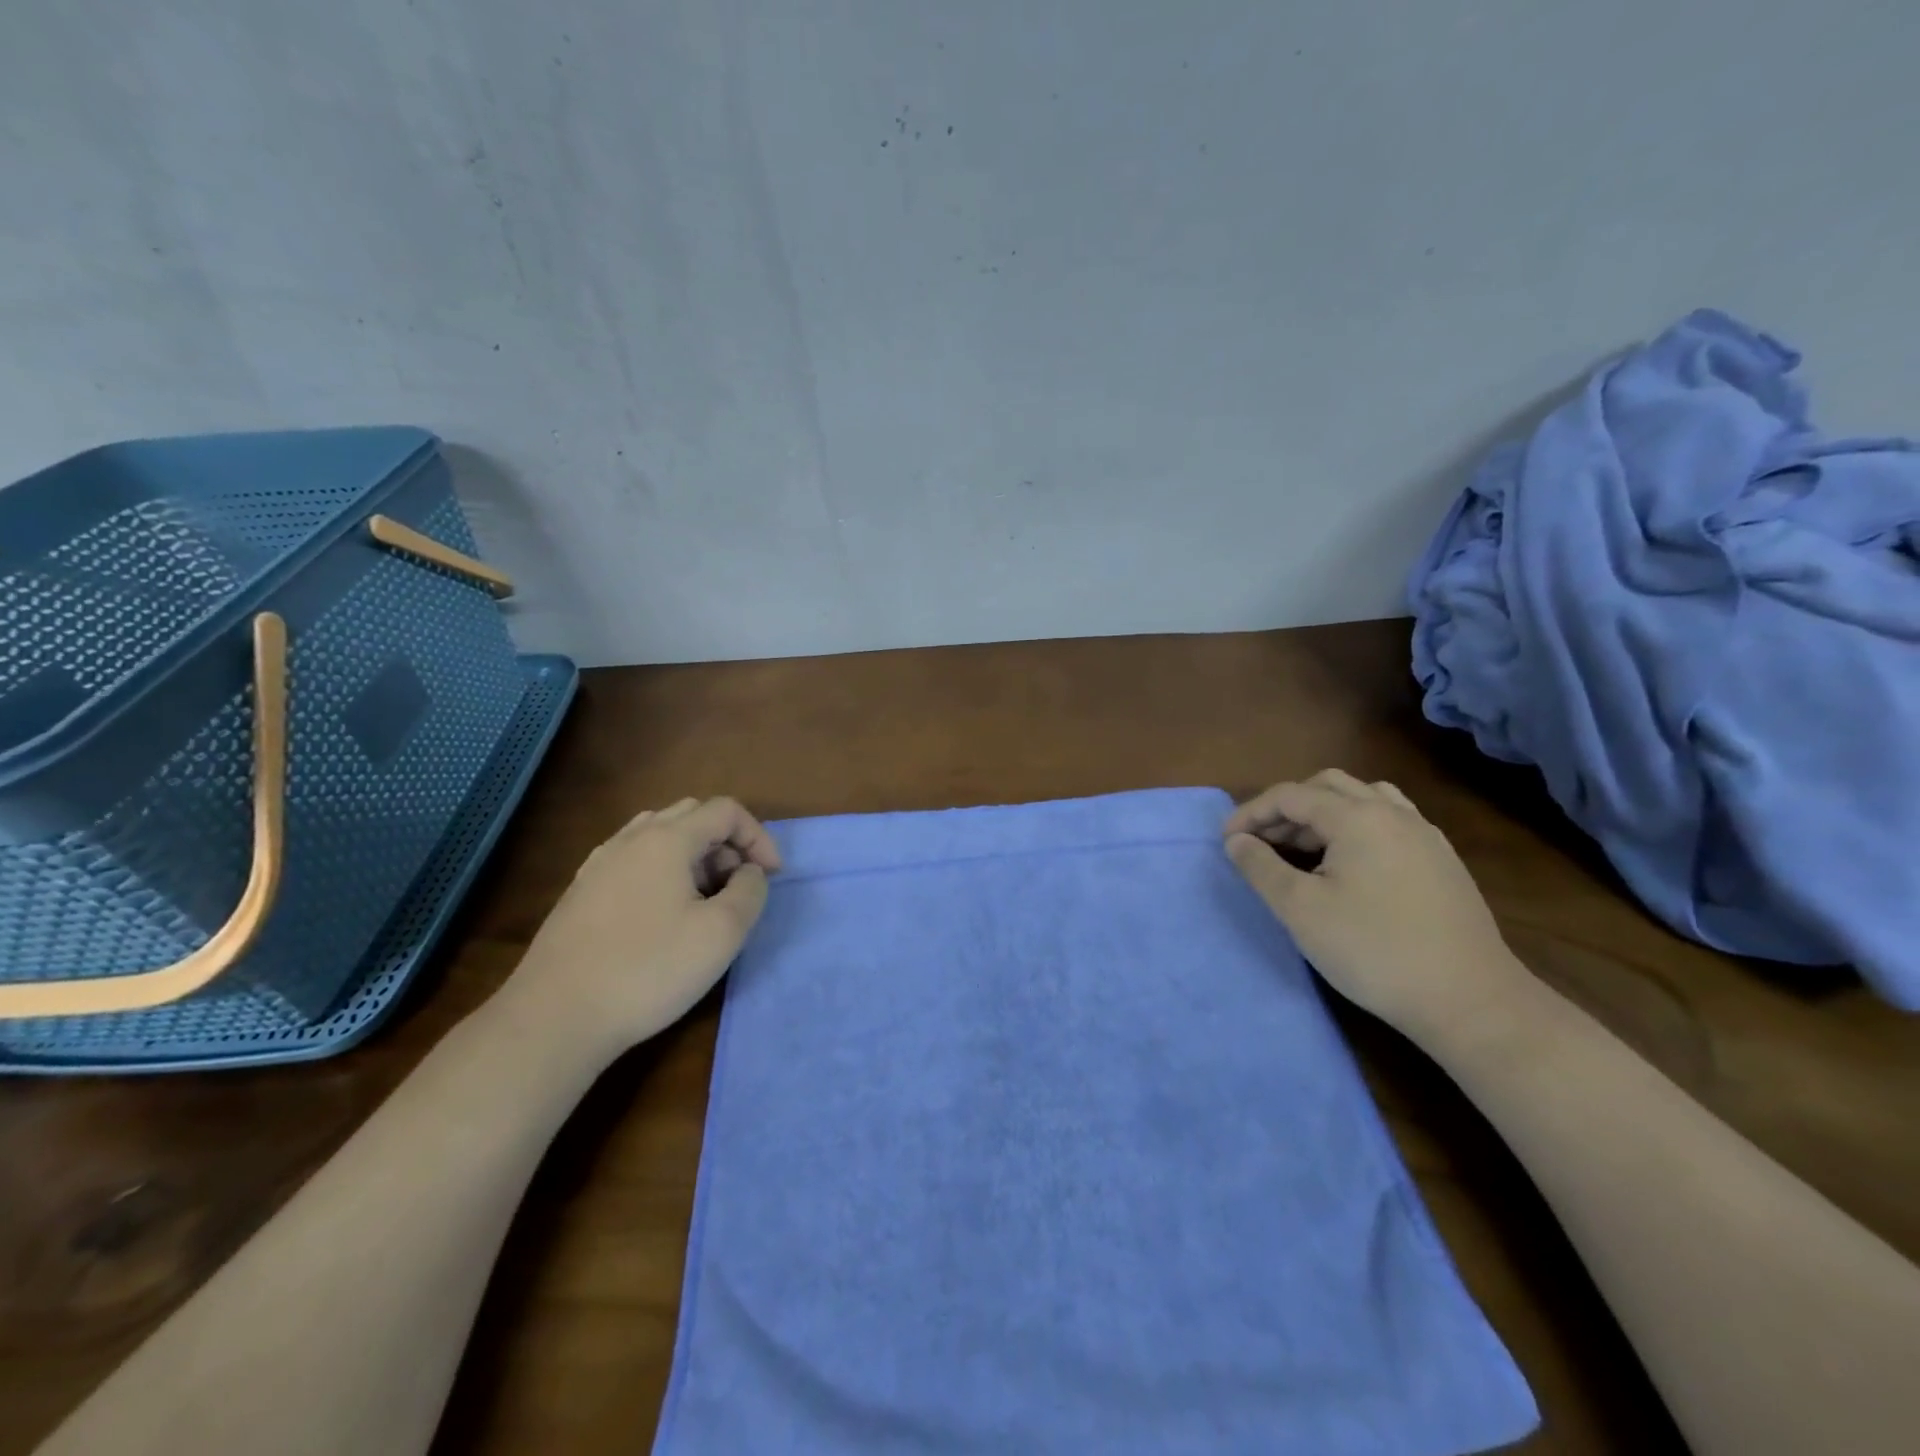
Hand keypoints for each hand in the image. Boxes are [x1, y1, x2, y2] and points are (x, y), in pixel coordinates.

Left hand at [499, 796, 781, 1061]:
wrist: (555, 1017)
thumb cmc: (649, 970)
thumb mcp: (722, 933)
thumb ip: (749, 891)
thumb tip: (748, 872)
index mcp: (667, 839)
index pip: (725, 811)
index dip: (758, 837)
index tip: (771, 877)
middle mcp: (630, 839)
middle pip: (692, 815)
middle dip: (726, 842)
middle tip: (738, 885)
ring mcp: (599, 864)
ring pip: (659, 836)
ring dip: (694, 855)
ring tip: (704, 898)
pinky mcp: (580, 892)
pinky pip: (633, 860)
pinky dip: (662, 871)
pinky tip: (662, 914)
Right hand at [1224, 769, 1529, 1042]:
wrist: (1468, 1000)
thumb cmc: (1373, 950)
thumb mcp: (1300, 910)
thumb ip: (1261, 868)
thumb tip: (1236, 842)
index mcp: (1357, 817)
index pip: (1290, 795)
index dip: (1252, 813)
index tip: (1226, 842)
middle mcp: (1393, 813)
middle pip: (1328, 786)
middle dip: (1287, 807)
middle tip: (1263, 841)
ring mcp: (1424, 835)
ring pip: (1364, 798)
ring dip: (1324, 812)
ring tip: (1304, 846)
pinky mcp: (1442, 861)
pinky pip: (1390, 820)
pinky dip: (1356, 826)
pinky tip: (1349, 863)